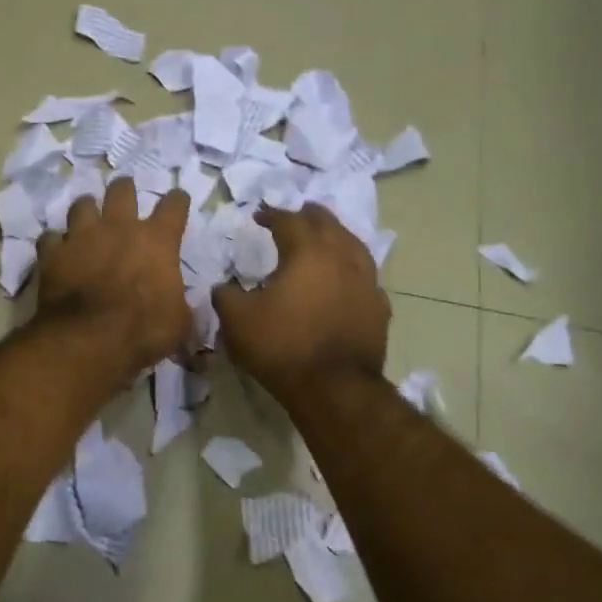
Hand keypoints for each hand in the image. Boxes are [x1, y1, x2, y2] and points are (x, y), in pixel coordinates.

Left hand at [35, 178, 192, 375]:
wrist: (88, 339)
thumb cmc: (143, 330)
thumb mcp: (179, 321)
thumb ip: (178, 301)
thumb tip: (176, 300)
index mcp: (157, 240)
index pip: (174, 205)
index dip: (177, 201)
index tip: (177, 201)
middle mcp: (119, 227)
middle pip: (122, 190)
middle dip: (125, 189)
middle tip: (125, 194)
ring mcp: (81, 236)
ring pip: (82, 205)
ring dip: (87, 209)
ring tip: (88, 217)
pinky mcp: (52, 253)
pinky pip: (50, 238)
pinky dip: (55, 243)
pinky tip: (57, 250)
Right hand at [213, 205, 390, 402]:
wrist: (334, 388)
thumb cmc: (282, 346)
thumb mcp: (237, 321)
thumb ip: (226, 297)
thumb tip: (223, 288)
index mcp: (306, 252)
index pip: (288, 221)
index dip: (271, 215)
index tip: (259, 215)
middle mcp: (341, 257)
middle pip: (328, 224)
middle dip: (310, 215)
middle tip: (299, 213)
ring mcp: (366, 282)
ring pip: (354, 245)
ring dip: (337, 236)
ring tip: (327, 238)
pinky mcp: (379, 308)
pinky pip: (366, 277)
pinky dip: (353, 269)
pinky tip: (348, 278)